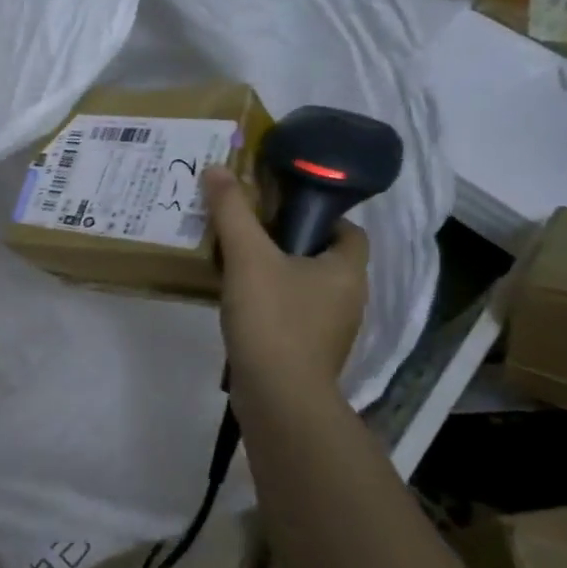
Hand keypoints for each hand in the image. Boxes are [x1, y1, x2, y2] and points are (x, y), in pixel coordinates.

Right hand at [204, 165, 369, 409]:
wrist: (278, 398)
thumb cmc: (274, 320)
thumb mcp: (248, 257)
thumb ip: (232, 212)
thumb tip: (217, 168)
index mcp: (347, 269)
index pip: (347, 229)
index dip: (318, 215)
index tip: (279, 210)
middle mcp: (349, 298)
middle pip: (322, 257)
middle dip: (288, 243)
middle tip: (248, 232)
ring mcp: (331, 330)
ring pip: (305, 288)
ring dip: (276, 275)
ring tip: (236, 265)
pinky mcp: (309, 354)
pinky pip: (292, 316)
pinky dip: (271, 305)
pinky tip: (239, 304)